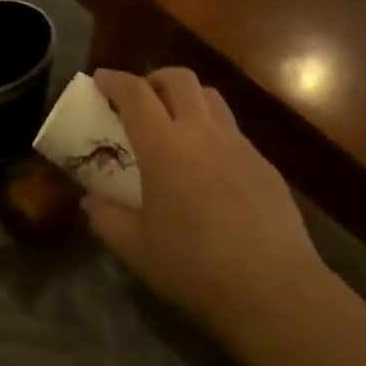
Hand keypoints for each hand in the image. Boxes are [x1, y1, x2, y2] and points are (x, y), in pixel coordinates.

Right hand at [85, 68, 326, 335]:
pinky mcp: (264, 164)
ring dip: (187, 98)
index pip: (135, 93)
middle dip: (154, 79)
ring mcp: (238, 145)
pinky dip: (212, 131)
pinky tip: (209, 166)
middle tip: (140, 100)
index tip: (100, 79)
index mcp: (164, 146)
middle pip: (179, 79)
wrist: (273, 287)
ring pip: (211, 97)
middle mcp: (202, 132)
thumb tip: (91, 200)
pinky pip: (233, 130)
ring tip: (174, 124)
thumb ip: (106, 218)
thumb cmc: (194, 266)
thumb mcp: (135, 248)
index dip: (114, 80)